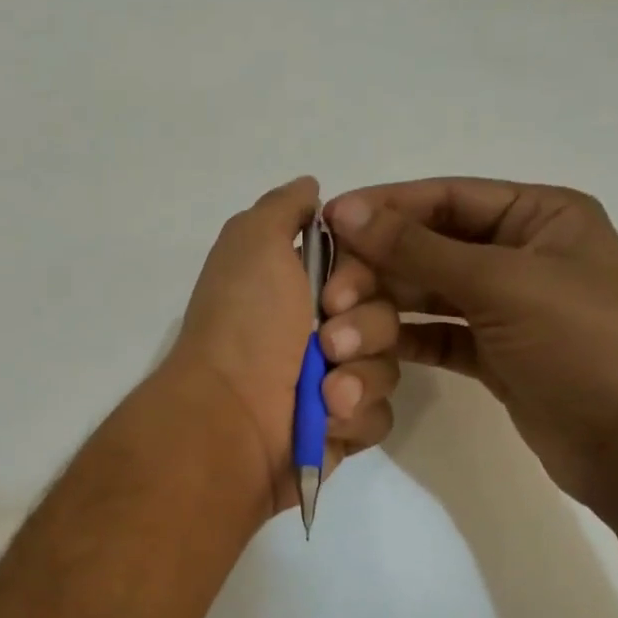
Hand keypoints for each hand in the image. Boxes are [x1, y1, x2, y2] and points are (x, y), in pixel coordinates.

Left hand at [168, 177, 401, 516]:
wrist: (229, 419)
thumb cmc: (244, 327)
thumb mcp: (253, 243)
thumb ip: (282, 209)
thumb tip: (310, 187)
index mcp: (296, 291)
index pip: (366, 272)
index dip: (362, 279)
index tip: (336, 295)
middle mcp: (315, 334)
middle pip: (386, 318)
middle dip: (366, 329)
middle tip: (329, 344)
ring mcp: (329, 385)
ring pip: (389, 367)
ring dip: (361, 377)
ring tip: (325, 394)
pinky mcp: (339, 430)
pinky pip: (380, 415)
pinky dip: (355, 417)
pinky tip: (326, 421)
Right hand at [325, 178, 617, 510]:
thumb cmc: (584, 342)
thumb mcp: (501, 283)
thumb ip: (417, 248)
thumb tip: (345, 210)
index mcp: (538, 216)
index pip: (444, 199)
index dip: (383, 210)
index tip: (326, 226)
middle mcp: (519, 254)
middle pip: (427, 250)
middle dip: (377, 274)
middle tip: (331, 302)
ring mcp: (505, 308)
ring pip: (426, 297)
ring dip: (381, 314)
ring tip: (341, 340)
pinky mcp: (493, 355)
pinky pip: (435, 336)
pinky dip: (402, 342)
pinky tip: (365, 354)